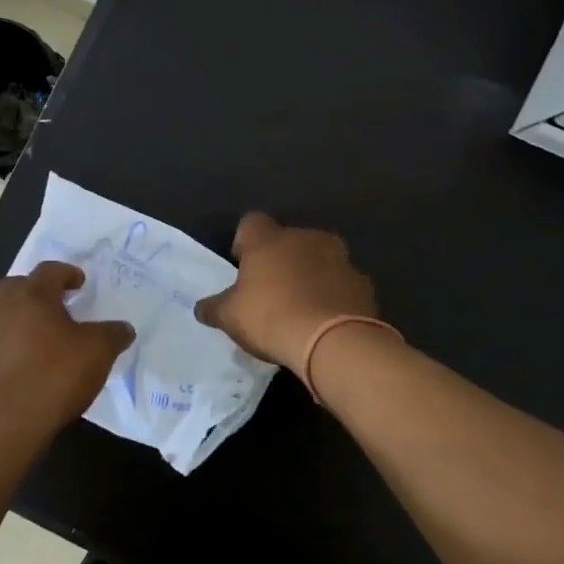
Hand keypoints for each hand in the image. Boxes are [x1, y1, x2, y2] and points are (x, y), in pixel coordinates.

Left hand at [0, 262, 134, 426]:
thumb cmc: (55, 375)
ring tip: (44, 338)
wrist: (7, 421)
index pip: (49, 271)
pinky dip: (12, 346)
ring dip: (22, 319)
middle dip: (37, 290)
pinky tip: (28, 365)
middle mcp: (4, 308)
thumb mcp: (98, 352)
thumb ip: (113, 334)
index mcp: (33, 296)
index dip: (66, 273)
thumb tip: (124, 328)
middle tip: (57, 303)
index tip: (80, 282)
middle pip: (18, 286)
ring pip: (4, 315)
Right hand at [194, 213, 378, 368]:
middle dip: (280, 258)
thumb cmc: (272, 317)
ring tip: (301, 306)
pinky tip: (325, 319)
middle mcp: (305, 237)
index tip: (242, 266)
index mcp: (269, 239)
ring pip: (319, 258)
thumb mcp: (230, 317)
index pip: (251, 222)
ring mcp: (339, 257)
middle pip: (288, 239)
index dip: (244, 242)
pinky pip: (341, 282)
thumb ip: (214, 308)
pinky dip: (333, 294)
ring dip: (310, 274)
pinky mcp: (362, 282)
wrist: (334, 341)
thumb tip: (201, 308)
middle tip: (271, 289)